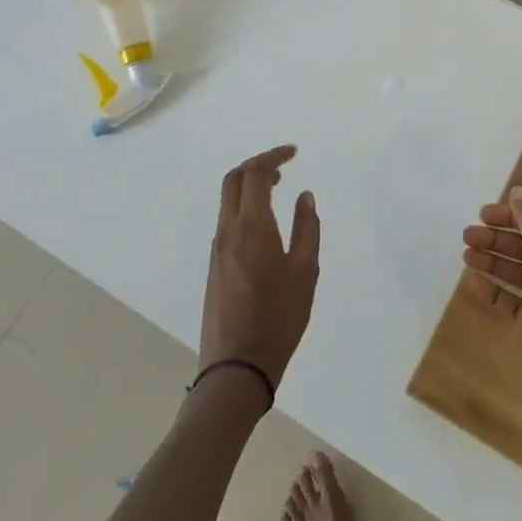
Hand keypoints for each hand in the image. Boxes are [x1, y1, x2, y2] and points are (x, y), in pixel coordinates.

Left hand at [200, 145, 320, 389]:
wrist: (236, 367)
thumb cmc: (278, 317)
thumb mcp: (305, 271)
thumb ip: (307, 228)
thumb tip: (304, 197)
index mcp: (251, 226)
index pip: (255, 173)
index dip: (273, 156)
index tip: (294, 153)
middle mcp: (228, 231)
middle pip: (233, 180)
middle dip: (257, 165)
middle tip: (282, 166)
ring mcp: (217, 250)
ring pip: (227, 202)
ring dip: (249, 187)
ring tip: (277, 191)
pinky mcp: (214, 267)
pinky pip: (227, 223)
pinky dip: (244, 208)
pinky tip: (265, 225)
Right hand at [462, 187, 521, 414]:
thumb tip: (519, 191)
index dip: (510, 215)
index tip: (482, 214)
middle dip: (497, 239)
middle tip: (467, 236)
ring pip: (520, 272)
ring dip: (493, 262)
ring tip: (466, 257)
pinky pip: (516, 301)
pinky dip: (497, 291)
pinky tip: (475, 284)